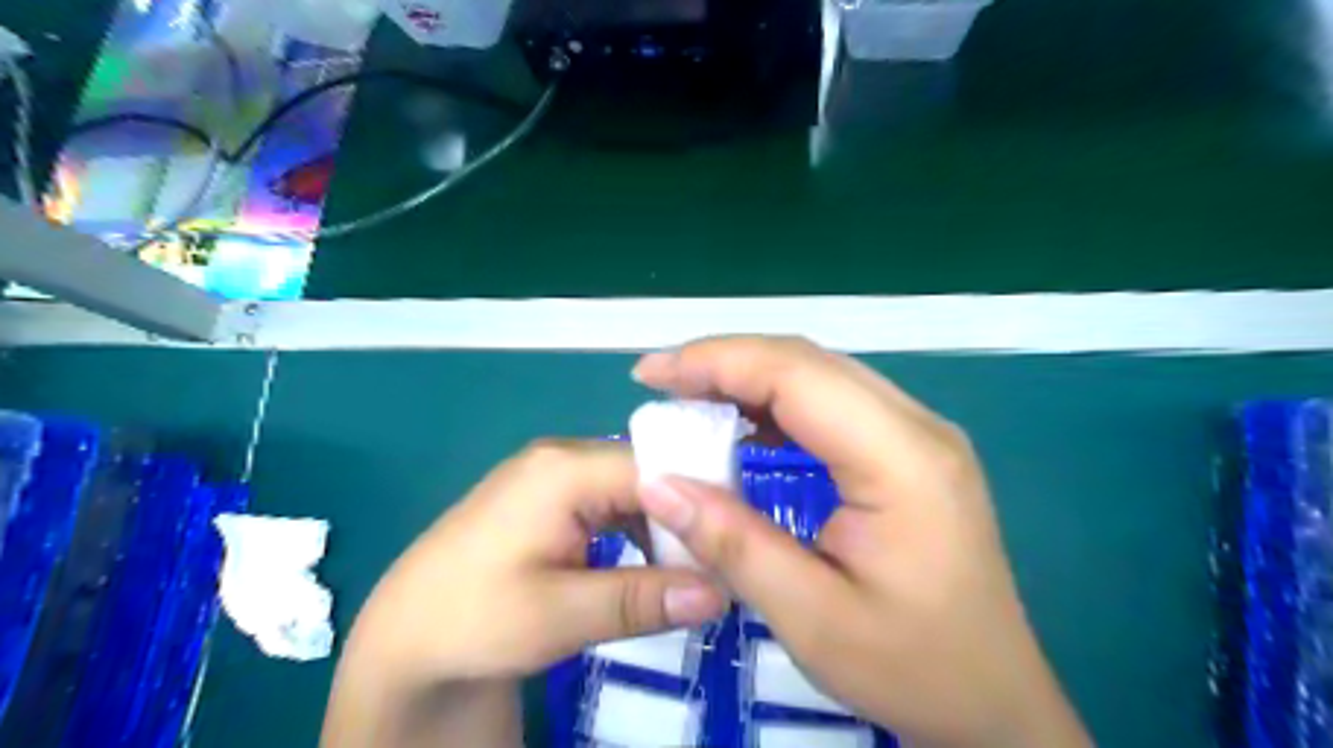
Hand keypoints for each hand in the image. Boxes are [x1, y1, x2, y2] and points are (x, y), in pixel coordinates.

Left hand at [327, 442, 726, 745]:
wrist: (405, 637)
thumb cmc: (473, 619)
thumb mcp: (560, 615)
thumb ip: (642, 599)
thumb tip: (721, 591)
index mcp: (565, 468)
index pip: (657, 468)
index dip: (701, 504)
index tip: (733, 549)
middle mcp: (564, 456)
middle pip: (648, 475)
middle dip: (684, 521)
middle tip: (714, 571)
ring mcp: (555, 474)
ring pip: (633, 490)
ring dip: (663, 529)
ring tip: (687, 574)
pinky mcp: (550, 497)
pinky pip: (612, 503)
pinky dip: (637, 532)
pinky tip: (646, 566)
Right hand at [635, 335, 1094, 747]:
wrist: (995, 702)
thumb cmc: (912, 667)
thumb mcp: (812, 618)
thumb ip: (733, 544)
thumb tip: (657, 484)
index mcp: (902, 459)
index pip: (797, 374)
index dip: (716, 362)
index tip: (650, 374)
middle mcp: (917, 426)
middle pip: (808, 362)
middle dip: (726, 362)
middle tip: (660, 383)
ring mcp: (918, 434)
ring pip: (820, 375)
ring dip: (750, 378)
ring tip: (689, 399)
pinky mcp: (909, 450)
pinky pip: (833, 404)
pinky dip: (777, 403)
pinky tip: (742, 424)